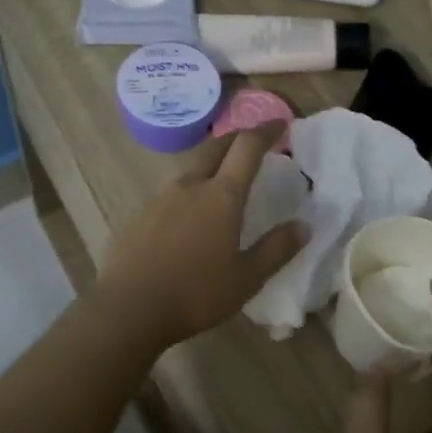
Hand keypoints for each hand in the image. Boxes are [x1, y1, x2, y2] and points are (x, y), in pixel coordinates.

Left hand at [91, 124, 305, 349]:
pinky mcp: (140, 214)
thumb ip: (276, 249)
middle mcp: (190, 185)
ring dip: (212, 164)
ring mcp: (160, 197)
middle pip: (216, 147)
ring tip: (224, 180)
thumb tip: (304, 225)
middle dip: (237, 138)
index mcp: (221, 196)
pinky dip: (190, 191)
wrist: (127, 308)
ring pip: (192, 168)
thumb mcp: (246, 278)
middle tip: (253, 142)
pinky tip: (190, 215)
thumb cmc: (195, 294)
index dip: (266, 131)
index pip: (247, 147)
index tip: (280, 124)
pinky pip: (171, 192)